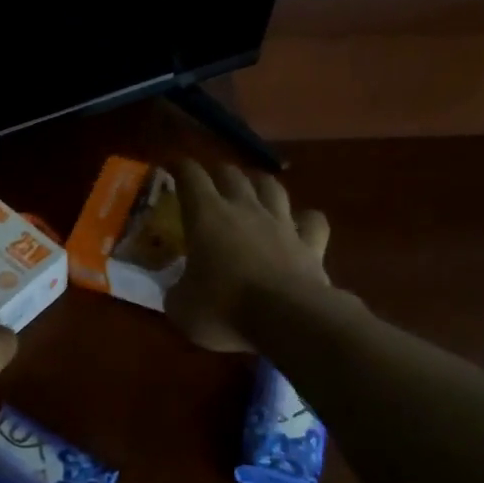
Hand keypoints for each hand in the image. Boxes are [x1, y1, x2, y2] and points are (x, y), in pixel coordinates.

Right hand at [165, 161, 331, 353]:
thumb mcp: (181, 307)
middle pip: (231, 174)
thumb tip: (180, 291)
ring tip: (253, 188)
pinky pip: (311, 220)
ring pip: (271, 187)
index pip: (190, 177)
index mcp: (206, 216)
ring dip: (260, 183)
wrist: (287, 319)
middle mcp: (245, 209)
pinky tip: (300, 223)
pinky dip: (305, 219)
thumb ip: (177, 292)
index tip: (172, 163)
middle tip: (210, 181)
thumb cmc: (223, 309)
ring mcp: (281, 224)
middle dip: (218, 173)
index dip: (180, 166)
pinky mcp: (310, 244)